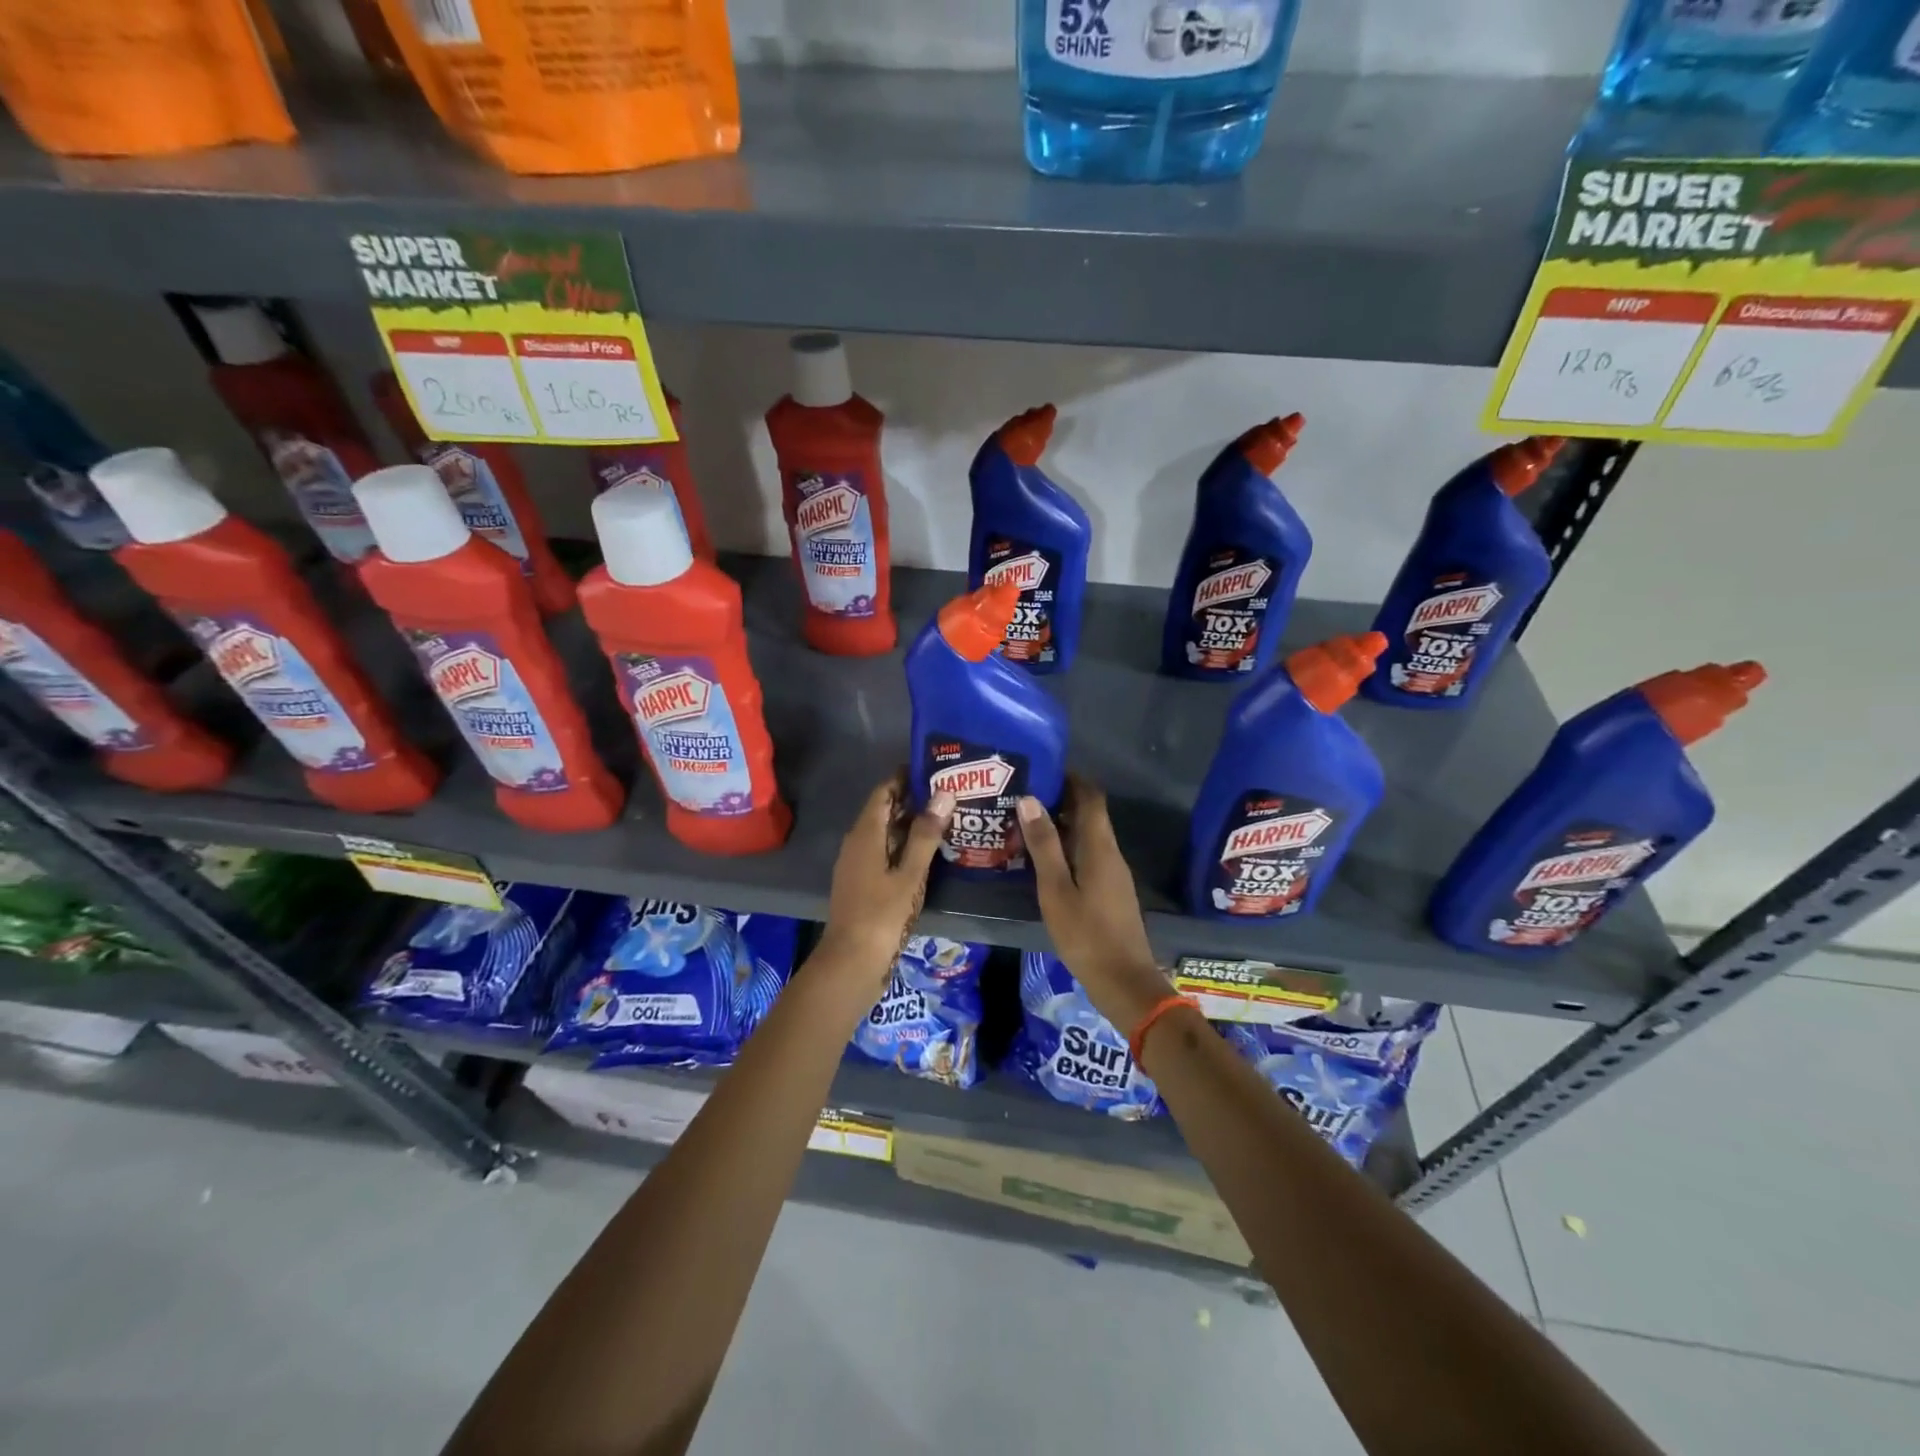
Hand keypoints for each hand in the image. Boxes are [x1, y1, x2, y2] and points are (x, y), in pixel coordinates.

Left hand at [816, 773, 953, 989]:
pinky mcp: (861, 883)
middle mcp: (856, 843)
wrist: (851, 962)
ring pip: (884, 833)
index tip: (933, 768)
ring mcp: (856, 864)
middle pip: (884, 811)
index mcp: (865, 834)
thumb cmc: (882, 915)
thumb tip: (943, 794)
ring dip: (910, 824)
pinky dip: (904, 845)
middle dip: (913, 800)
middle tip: (948, 792)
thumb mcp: (910, 874)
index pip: (884, 792)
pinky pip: (883, 852)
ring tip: (945, 818)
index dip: (905, 777)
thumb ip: (926, 834)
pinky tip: (928, 853)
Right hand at [1017, 777, 1175, 1031]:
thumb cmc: (1087, 935)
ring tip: (1026, 823)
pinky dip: (1068, 848)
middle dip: (1062, 799)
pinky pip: (1089, 855)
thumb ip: (1044, 846)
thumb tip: (1030, 799)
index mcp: (1100, 847)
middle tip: (1024, 795)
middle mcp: (1111, 854)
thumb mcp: (1056, 890)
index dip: (1071, 778)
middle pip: (1090, 814)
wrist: (1124, 982)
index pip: (1091, 797)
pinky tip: (1044, 860)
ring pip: (1089, 836)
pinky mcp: (1110, 892)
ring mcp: (1114, 874)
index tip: (1043, 769)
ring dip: (1063, 825)